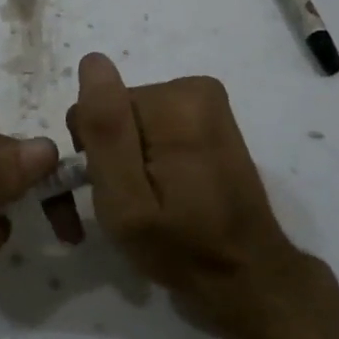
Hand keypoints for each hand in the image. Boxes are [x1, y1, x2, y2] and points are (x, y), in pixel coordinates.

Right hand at [65, 52, 320, 334]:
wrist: (248, 276)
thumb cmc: (182, 248)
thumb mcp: (127, 201)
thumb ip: (106, 131)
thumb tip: (93, 61)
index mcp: (175, 103)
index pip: (98, 109)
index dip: (90, 153)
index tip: (101, 194)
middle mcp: (194, 89)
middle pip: (118, 112)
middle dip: (108, 155)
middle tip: (121, 206)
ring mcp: (206, 103)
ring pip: (132, 121)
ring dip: (126, 159)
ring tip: (142, 205)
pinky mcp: (209, 120)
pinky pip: (154, 127)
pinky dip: (147, 157)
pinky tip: (160, 192)